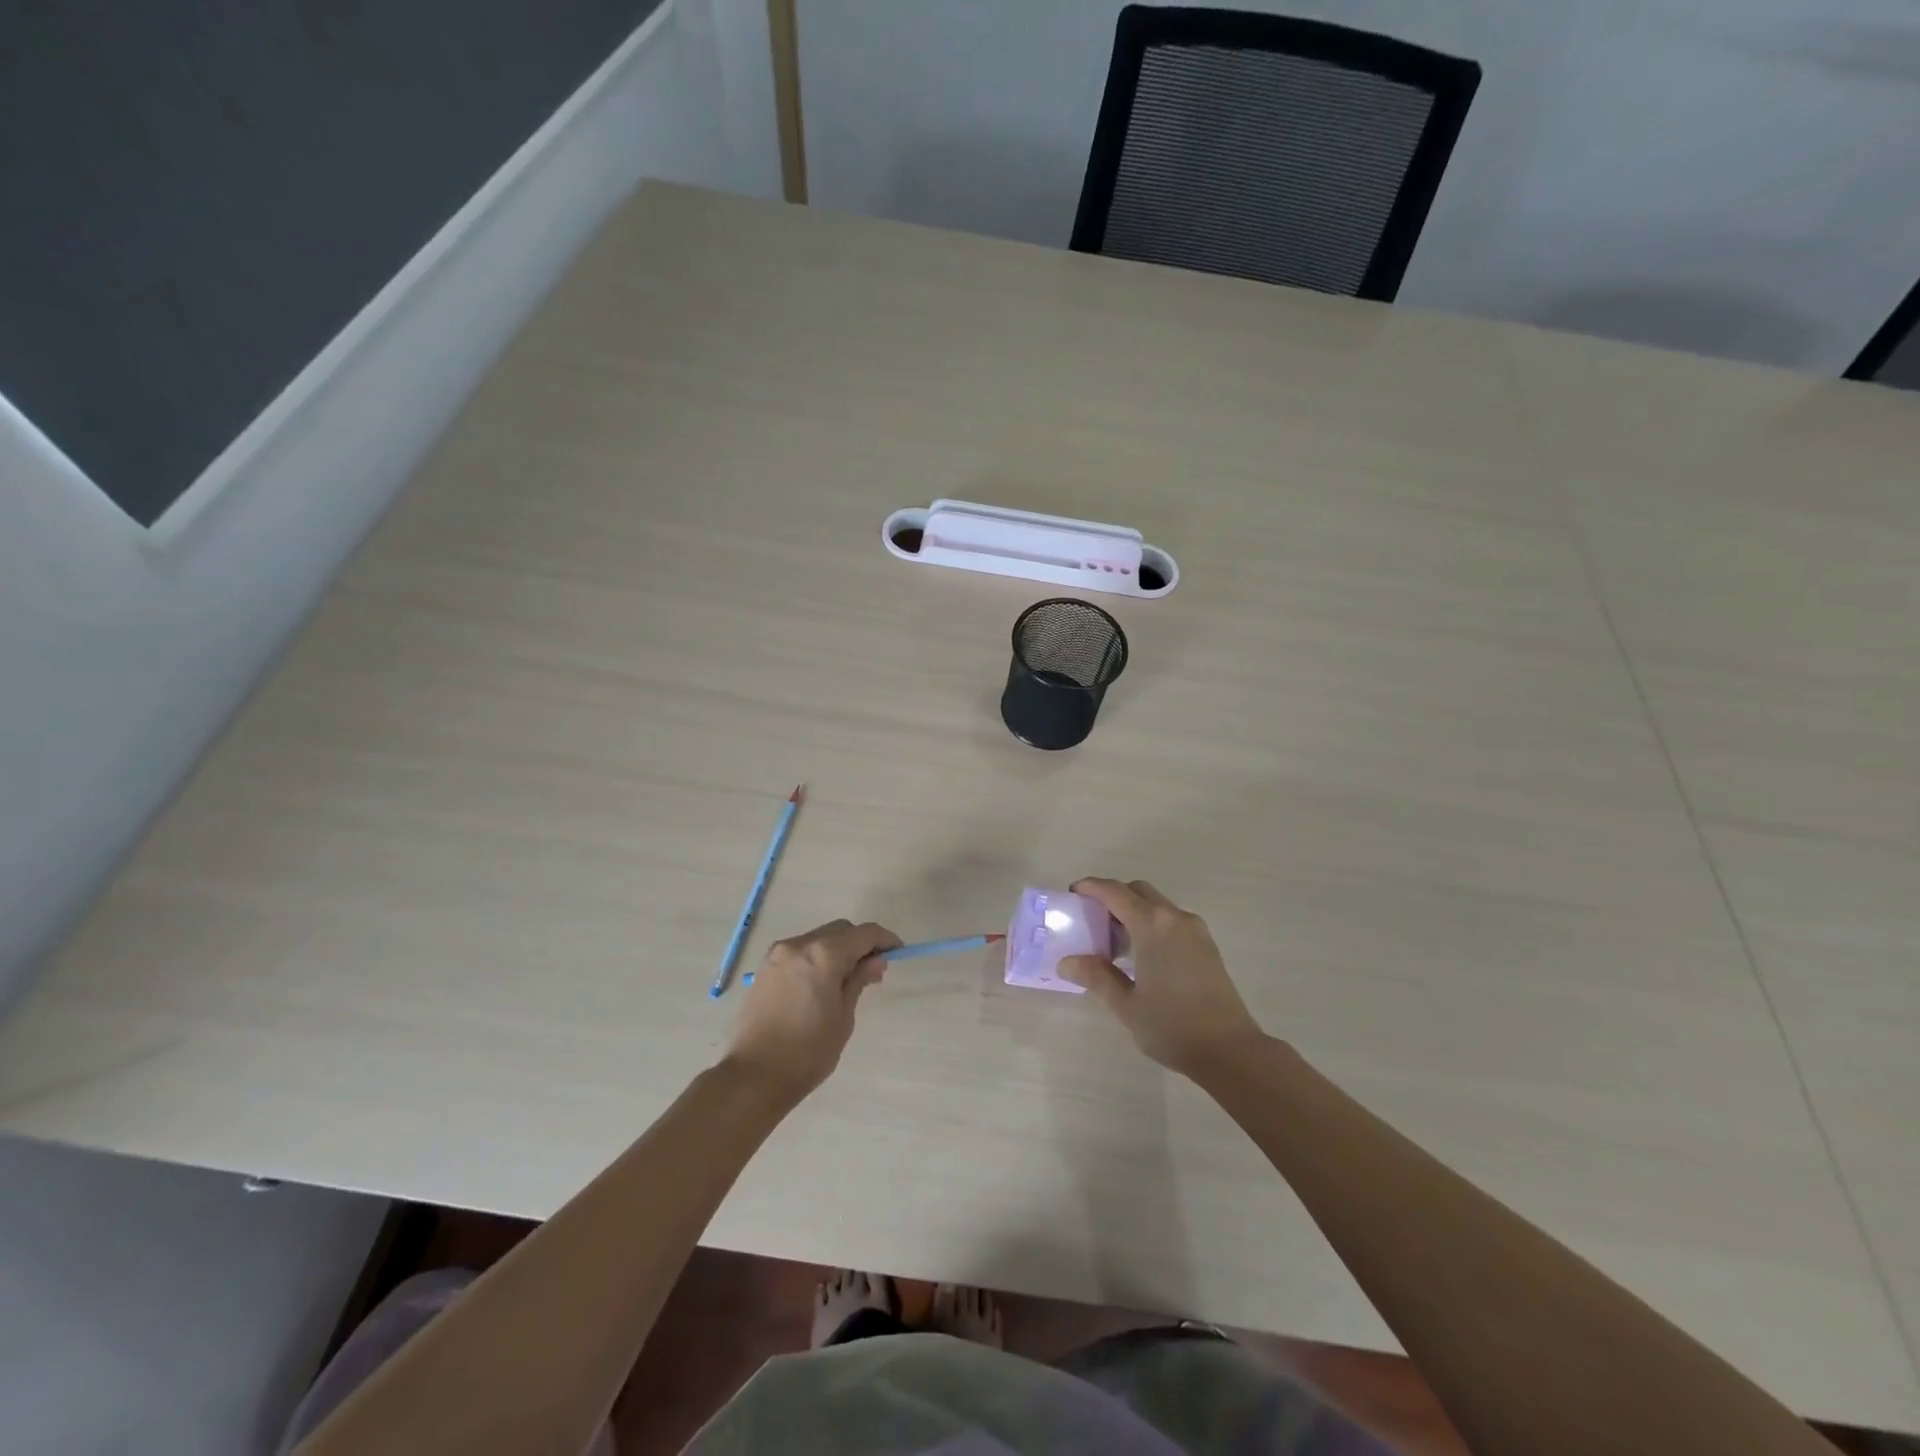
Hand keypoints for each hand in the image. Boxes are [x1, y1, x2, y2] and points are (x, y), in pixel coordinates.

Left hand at [723, 919, 900, 1099]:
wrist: (754, 1076)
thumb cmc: (807, 1052)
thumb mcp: (843, 1017)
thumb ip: (859, 980)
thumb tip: (875, 960)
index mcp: (824, 955)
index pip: (864, 934)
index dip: (885, 939)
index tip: (897, 952)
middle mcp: (800, 945)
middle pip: (840, 930)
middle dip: (860, 942)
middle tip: (873, 969)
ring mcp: (778, 954)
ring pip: (819, 937)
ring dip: (838, 948)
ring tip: (848, 978)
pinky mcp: (765, 967)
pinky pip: (800, 950)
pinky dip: (817, 956)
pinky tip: (822, 982)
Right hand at [1060, 878, 1264, 1076]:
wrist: (1231, 1050)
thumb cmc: (1172, 1025)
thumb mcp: (1126, 1005)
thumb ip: (1096, 976)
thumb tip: (1067, 961)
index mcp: (1152, 925)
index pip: (1115, 892)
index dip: (1091, 887)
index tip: (1073, 893)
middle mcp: (1174, 918)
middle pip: (1138, 891)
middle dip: (1113, 896)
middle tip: (1093, 920)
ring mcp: (1195, 930)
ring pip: (1157, 904)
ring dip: (1134, 910)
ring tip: (1115, 942)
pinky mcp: (1207, 945)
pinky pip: (1172, 920)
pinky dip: (1152, 923)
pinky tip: (1143, 955)